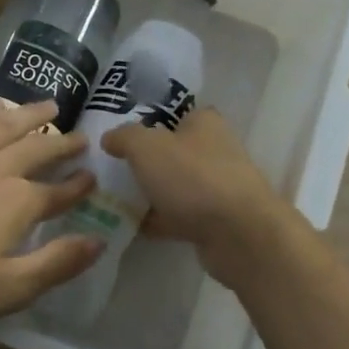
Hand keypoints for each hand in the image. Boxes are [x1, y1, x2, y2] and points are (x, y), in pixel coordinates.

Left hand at [0, 98, 100, 326]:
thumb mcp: (7, 289)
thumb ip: (56, 264)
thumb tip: (97, 242)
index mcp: (19, 202)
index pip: (59, 191)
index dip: (78, 185)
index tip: (93, 177)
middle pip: (37, 148)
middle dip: (62, 143)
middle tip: (80, 137)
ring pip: (4, 125)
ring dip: (30, 115)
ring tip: (48, 106)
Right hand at [100, 107, 296, 285]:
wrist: (238, 234)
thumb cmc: (192, 178)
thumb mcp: (146, 147)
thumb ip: (124, 137)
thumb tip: (110, 137)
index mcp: (204, 123)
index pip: (175, 115)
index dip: (149, 123)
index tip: (120, 138)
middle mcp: (216, 151)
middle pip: (174, 153)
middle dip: (146, 163)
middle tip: (112, 171)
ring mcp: (218, 188)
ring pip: (176, 186)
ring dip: (151, 194)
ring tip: (115, 201)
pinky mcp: (216, 221)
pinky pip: (180, 216)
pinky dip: (159, 221)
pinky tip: (132, 227)